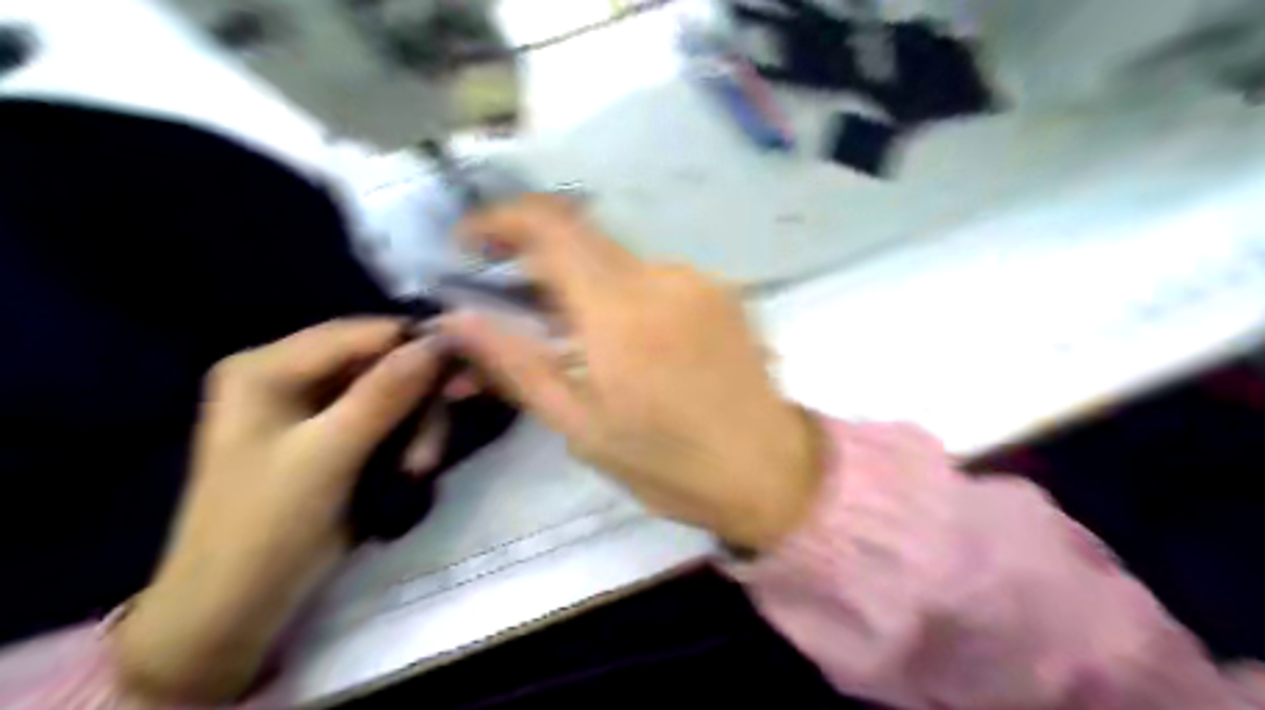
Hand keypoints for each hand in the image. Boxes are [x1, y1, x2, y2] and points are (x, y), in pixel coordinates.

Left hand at [116, 317, 442, 703]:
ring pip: (389, 393)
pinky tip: (411, 470)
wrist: (235, 606)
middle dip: (415, 401)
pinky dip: (405, 440)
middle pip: (378, 363)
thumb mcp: (328, 454)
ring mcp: (309, 408)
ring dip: (415, 427)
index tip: (462, 375)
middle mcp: (287, 376)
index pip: (359, 333)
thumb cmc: (267, 525)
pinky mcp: (329, 436)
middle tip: (433, 446)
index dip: (415, 347)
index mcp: (266, 367)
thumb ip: (385, 393)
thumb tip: (439, 343)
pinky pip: (384, 418)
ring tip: (419, 469)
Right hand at [441, 194, 827, 553]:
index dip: (501, 219)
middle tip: (517, 308)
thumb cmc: (669, 464)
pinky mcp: (721, 291)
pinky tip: (632, 346)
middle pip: (581, 240)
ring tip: (580, 343)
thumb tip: (457, 317)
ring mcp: (697, 280)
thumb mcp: (580, 425)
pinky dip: (623, 298)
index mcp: (620, 311)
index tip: (470, 243)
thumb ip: (516, 363)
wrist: (768, 470)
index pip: (550, 227)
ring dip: (584, 289)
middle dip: (537, 261)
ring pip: (617, 264)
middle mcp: (661, 277)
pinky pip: (654, 279)